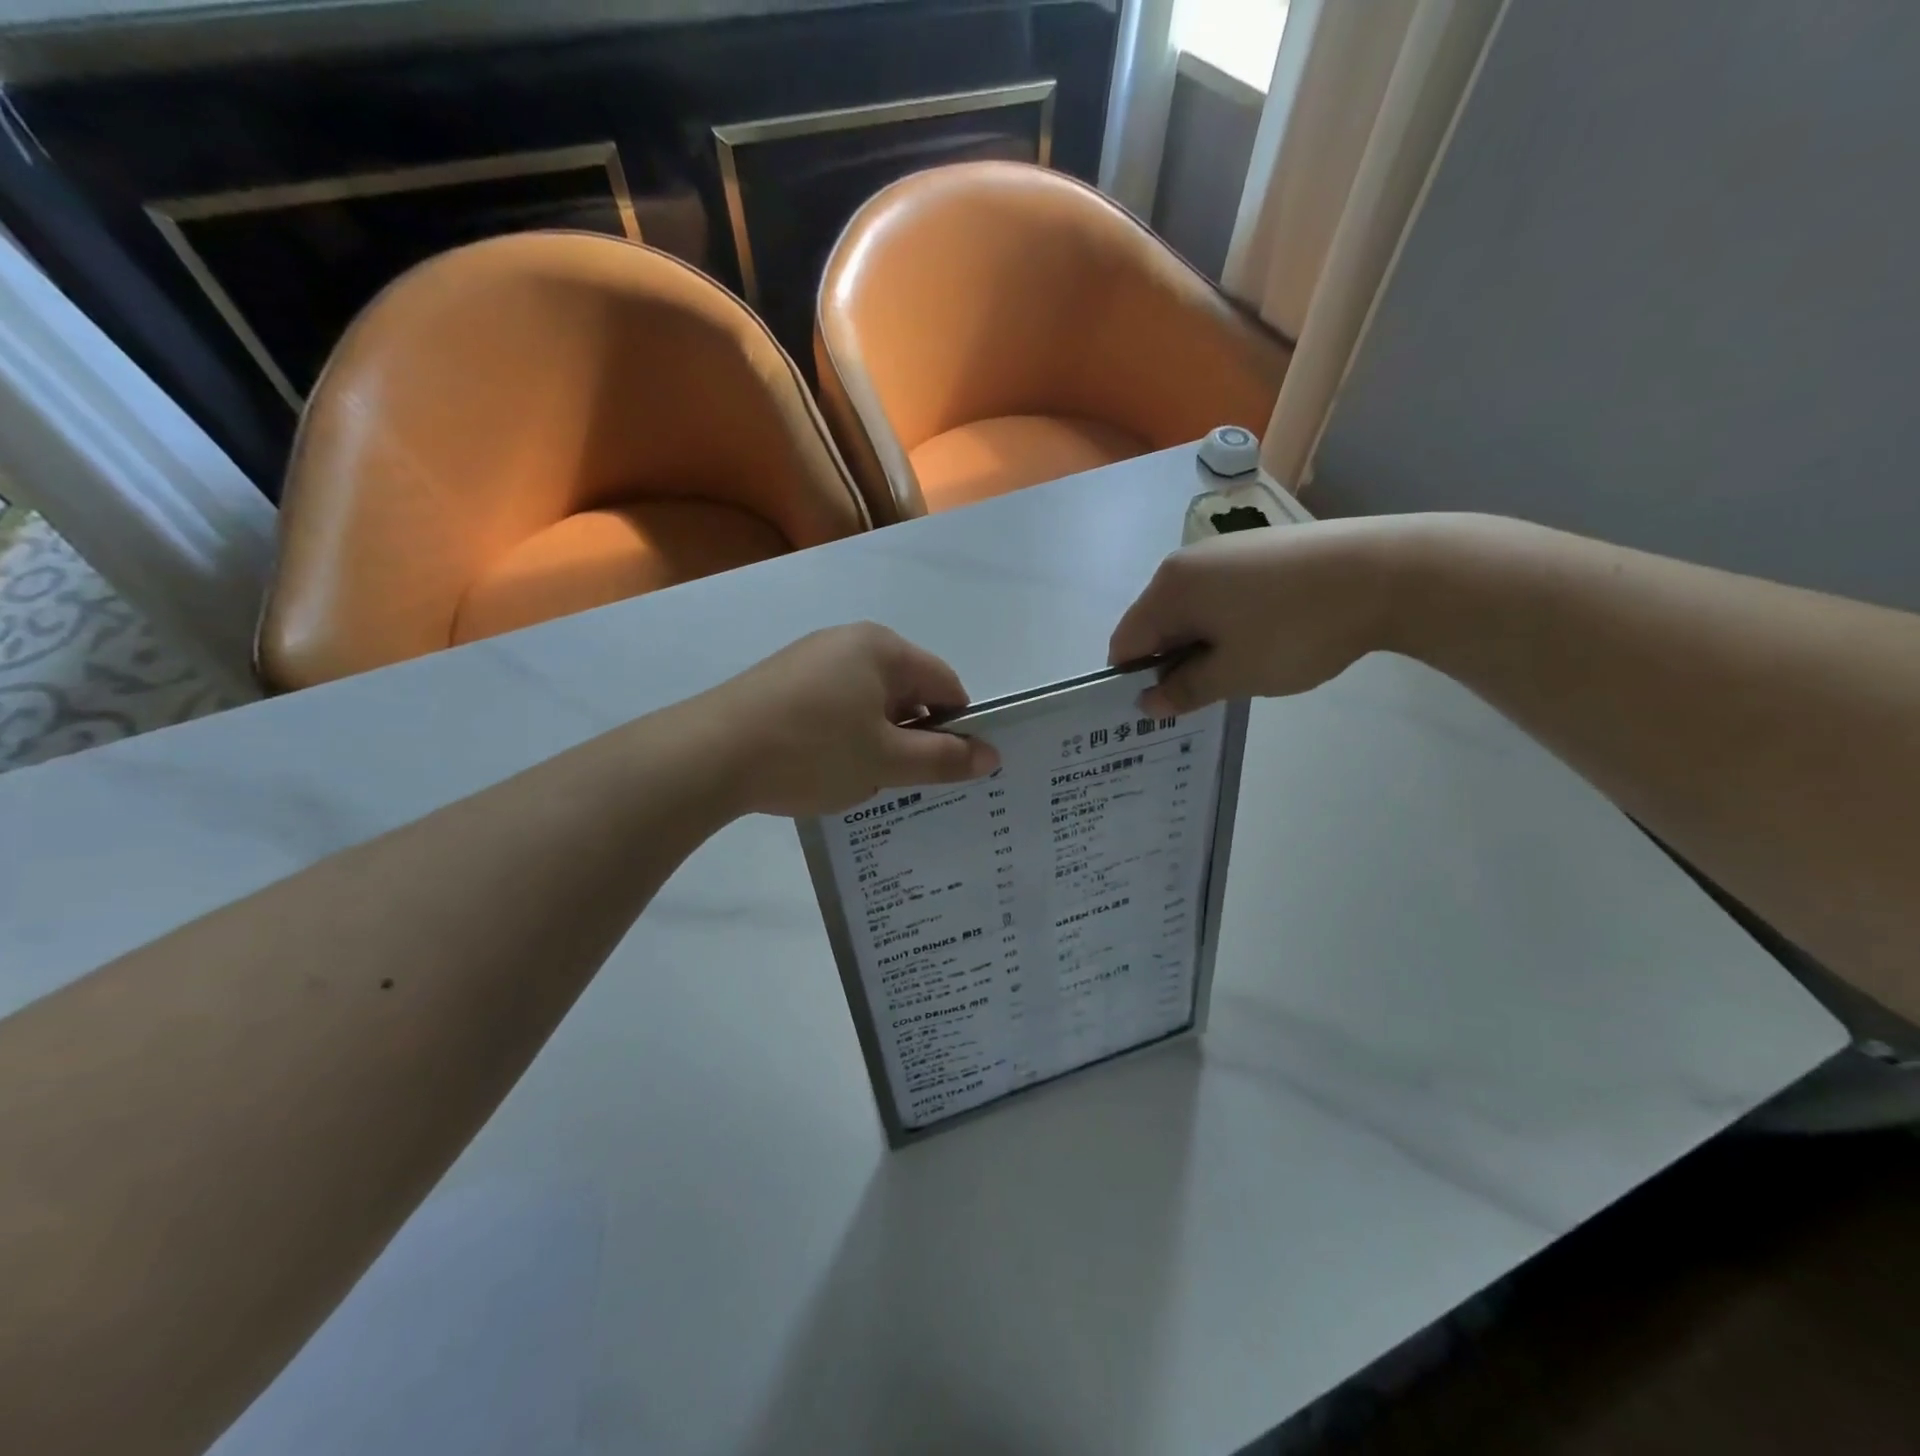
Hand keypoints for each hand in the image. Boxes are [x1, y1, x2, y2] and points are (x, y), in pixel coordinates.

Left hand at [695, 623, 999, 816]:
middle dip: (910, 737)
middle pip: (906, 691)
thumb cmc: (811, 751)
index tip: (948, 769)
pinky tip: (821, 767)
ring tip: (855, 778)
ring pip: (868, 702)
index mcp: (883, 648)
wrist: (708, 755)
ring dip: (875, 740)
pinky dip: (841, 736)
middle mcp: (848, 641)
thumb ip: (944, 759)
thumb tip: (992, 755)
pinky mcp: (781, 681)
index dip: (957, 727)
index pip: (945, 683)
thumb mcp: (885, 761)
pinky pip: (833, 706)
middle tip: (898, 780)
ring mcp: (810, 658)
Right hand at [1108, 520, 1404, 713]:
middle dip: (1172, 662)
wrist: (1386, 572)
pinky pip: (1221, 595)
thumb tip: (1147, 702)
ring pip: (1191, 610)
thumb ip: (1184, 691)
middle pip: (1156, 623)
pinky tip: (1267, 638)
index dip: (1136, 680)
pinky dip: (1228, 623)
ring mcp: (1225, 551)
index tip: (1166, 707)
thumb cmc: (1295, 629)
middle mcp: (1187, 561)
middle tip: (1209, 695)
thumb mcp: (1235, 674)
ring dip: (1203, 645)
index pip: (1125, 642)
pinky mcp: (1259, 549)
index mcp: (1169, 588)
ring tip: (1243, 669)